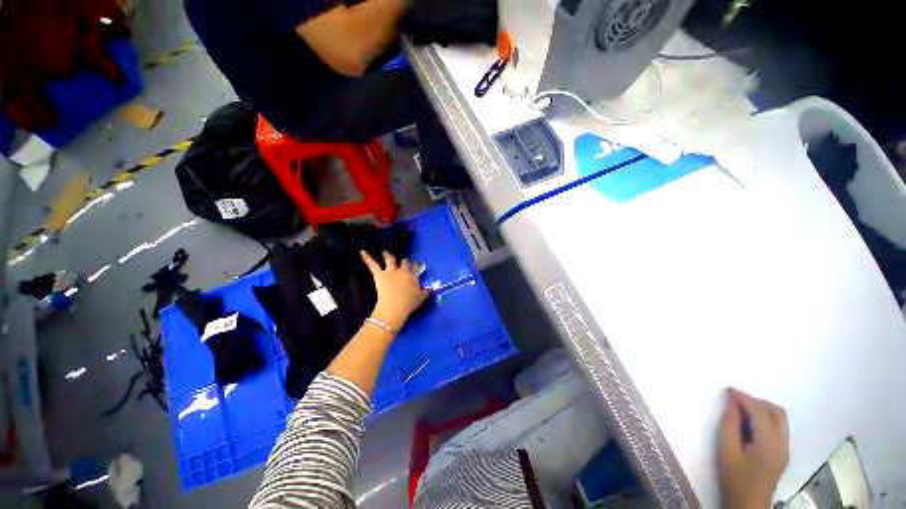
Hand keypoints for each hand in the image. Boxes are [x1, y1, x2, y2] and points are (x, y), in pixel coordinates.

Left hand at [361, 250, 428, 332]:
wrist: (395, 307)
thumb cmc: (409, 303)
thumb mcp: (421, 297)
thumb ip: (425, 291)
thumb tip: (429, 288)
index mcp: (413, 276)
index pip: (415, 267)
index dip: (415, 265)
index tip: (416, 265)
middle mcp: (402, 271)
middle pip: (404, 262)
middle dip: (404, 261)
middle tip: (404, 260)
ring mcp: (390, 271)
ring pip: (390, 260)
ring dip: (387, 255)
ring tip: (385, 252)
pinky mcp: (380, 275)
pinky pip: (373, 265)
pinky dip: (367, 258)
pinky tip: (362, 252)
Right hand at [717, 388, 788, 508]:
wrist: (748, 504)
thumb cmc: (734, 478)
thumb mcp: (726, 451)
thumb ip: (730, 425)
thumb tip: (732, 402)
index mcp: (769, 443)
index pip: (760, 412)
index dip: (744, 398)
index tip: (728, 390)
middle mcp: (782, 443)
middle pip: (776, 412)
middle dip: (757, 402)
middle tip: (736, 401)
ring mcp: (785, 448)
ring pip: (779, 418)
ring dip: (762, 409)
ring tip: (741, 411)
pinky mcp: (782, 452)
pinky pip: (778, 427)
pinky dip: (765, 419)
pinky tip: (750, 424)